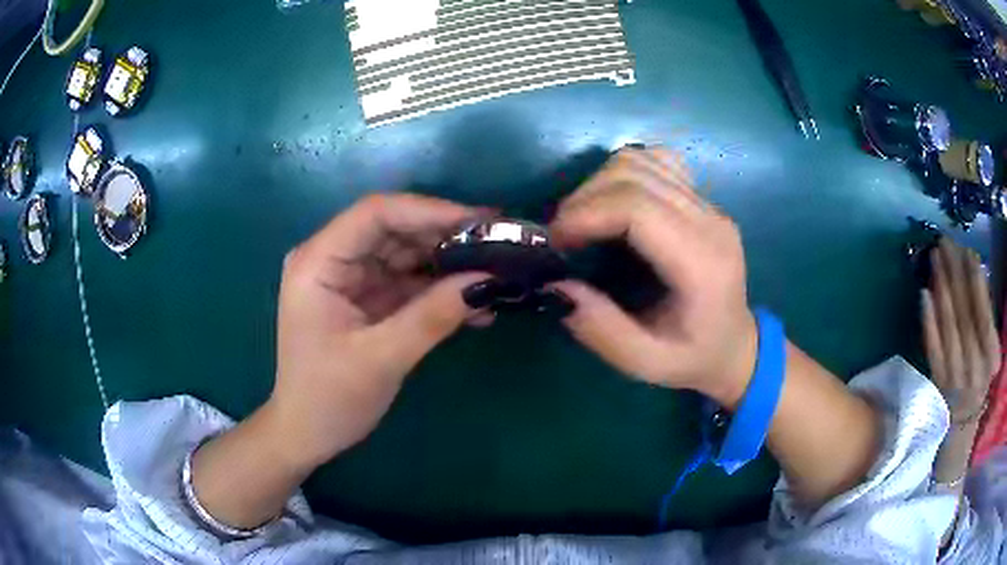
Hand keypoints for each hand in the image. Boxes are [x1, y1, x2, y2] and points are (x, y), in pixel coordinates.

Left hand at [268, 194, 488, 467]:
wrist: (307, 435)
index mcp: (318, 262)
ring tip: (497, 274)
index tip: (480, 223)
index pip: (375, 214)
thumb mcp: (381, 359)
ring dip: (448, 265)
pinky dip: (439, 291)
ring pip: (406, 254)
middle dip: (446, 237)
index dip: (429, 211)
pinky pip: (408, 282)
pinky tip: (475, 304)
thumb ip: (432, 316)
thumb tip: (487, 280)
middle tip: (499, 246)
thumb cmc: (329, 400)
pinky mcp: (366, 298)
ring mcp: (349, 278)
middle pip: (394, 229)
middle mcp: (331, 259)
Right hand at [550, 147, 757, 406]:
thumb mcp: (644, 362)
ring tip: (583, 220)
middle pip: (635, 175)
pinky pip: (655, 161)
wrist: (735, 345)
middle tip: (561, 236)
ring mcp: (708, 204)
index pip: (638, 208)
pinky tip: (613, 202)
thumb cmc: (692, 357)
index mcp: (702, 264)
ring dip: (599, 183)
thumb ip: (600, 329)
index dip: (586, 214)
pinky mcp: (701, 198)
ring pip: (641, 160)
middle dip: (584, 198)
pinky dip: (623, 173)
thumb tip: (554, 284)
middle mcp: (710, 222)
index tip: (554, 241)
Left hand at [922, 238, 1000, 421]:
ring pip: (948, 324)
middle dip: (955, 273)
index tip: (967, 252)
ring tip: (935, 257)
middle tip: (945, 242)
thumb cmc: (982, 375)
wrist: (963, 420)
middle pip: (964, 313)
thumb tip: (977, 274)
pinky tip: (924, 293)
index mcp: (990, 358)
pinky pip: (932, 346)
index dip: (976, 283)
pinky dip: (928, 319)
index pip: (984, 316)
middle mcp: (974, 366)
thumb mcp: (992, 351)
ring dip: (941, 286)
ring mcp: (954, 375)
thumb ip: (987, 320)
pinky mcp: (937, 381)